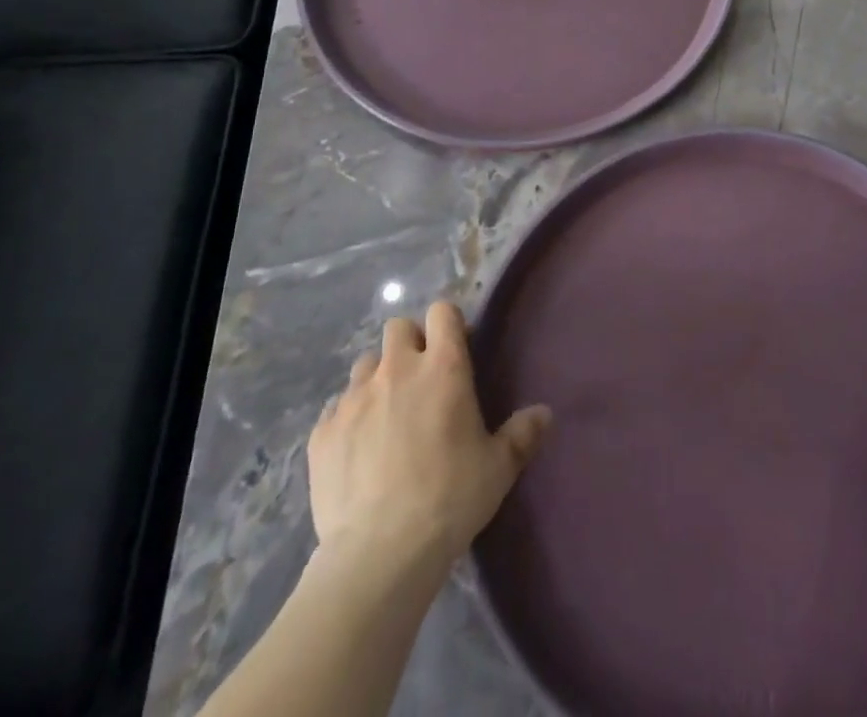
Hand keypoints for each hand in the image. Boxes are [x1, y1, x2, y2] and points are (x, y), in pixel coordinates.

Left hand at [307, 300, 550, 578]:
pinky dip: (348, 418)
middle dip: (410, 344)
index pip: (442, 312)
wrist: (378, 554)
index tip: (457, 349)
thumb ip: (522, 434)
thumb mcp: (499, 468)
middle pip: (399, 328)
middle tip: (421, 379)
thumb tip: (545, 413)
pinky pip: (336, 408)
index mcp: (443, 367)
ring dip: (378, 378)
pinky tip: (357, 450)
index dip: (449, 324)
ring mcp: (353, 399)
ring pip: (365, 364)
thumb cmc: (449, 499)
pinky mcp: (322, 433)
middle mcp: (397, 370)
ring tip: (387, 413)